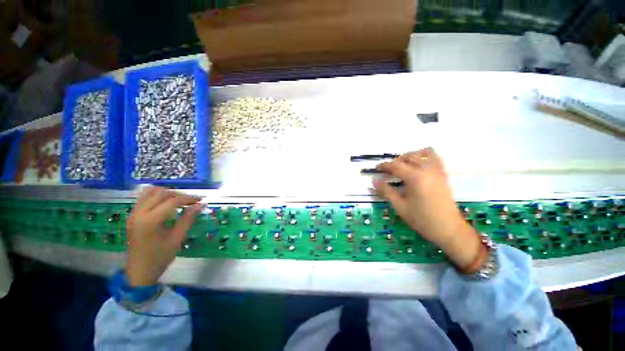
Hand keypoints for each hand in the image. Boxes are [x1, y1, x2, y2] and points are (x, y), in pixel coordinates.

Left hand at [126, 187, 201, 285]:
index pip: (172, 201)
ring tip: (178, 200)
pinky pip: (143, 198)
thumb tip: (200, 205)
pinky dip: (156, 196)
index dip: (188, 199)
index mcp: (151, 220)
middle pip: (160, 193)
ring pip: (149, 192)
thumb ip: (188, 219)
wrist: (139, 271)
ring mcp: (133, 214)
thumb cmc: (160, 257)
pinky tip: (165, 204)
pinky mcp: (132, 216)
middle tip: (190, 201)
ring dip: (166, 193)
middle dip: (178, 194)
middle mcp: (139, 213)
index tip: (200, 200)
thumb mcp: (177, 238)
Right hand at [373, 148, 485, 271]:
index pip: (396, 165)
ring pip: (422, 153)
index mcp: (415, 177)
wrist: (448, 228)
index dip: (384, 166)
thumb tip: (374, 181)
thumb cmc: (421, 219)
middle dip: (395, 161)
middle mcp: (427, 170)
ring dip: (410, 156)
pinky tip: (418, 165)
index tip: (376, 168)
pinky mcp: (443, 174)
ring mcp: (437, 170)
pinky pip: (434, 157)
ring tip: (402, 165)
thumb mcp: (399, 206)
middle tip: (387, 170)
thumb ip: (386, 191)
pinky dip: (424, 156)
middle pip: (408, 157)